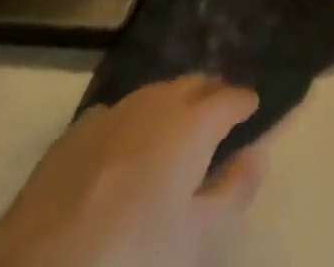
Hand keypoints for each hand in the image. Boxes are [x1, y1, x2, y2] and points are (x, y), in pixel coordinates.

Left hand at [0, 76, 265, 266]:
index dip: (245, 104)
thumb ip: (234, 191)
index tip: (253, 113)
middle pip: (195, 84)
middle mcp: (158, 102)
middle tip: (217, 119)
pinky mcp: (75, 133)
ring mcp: (113, 113)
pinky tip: (123, 148)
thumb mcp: (197, 239)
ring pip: (156, 93)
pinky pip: (116, 113)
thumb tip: (258, 153)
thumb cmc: (132, 256)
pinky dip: (131, 122)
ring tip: (174, 130)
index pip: (231, 98)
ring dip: (172, 103)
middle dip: (211, 95)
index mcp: (193, 122)